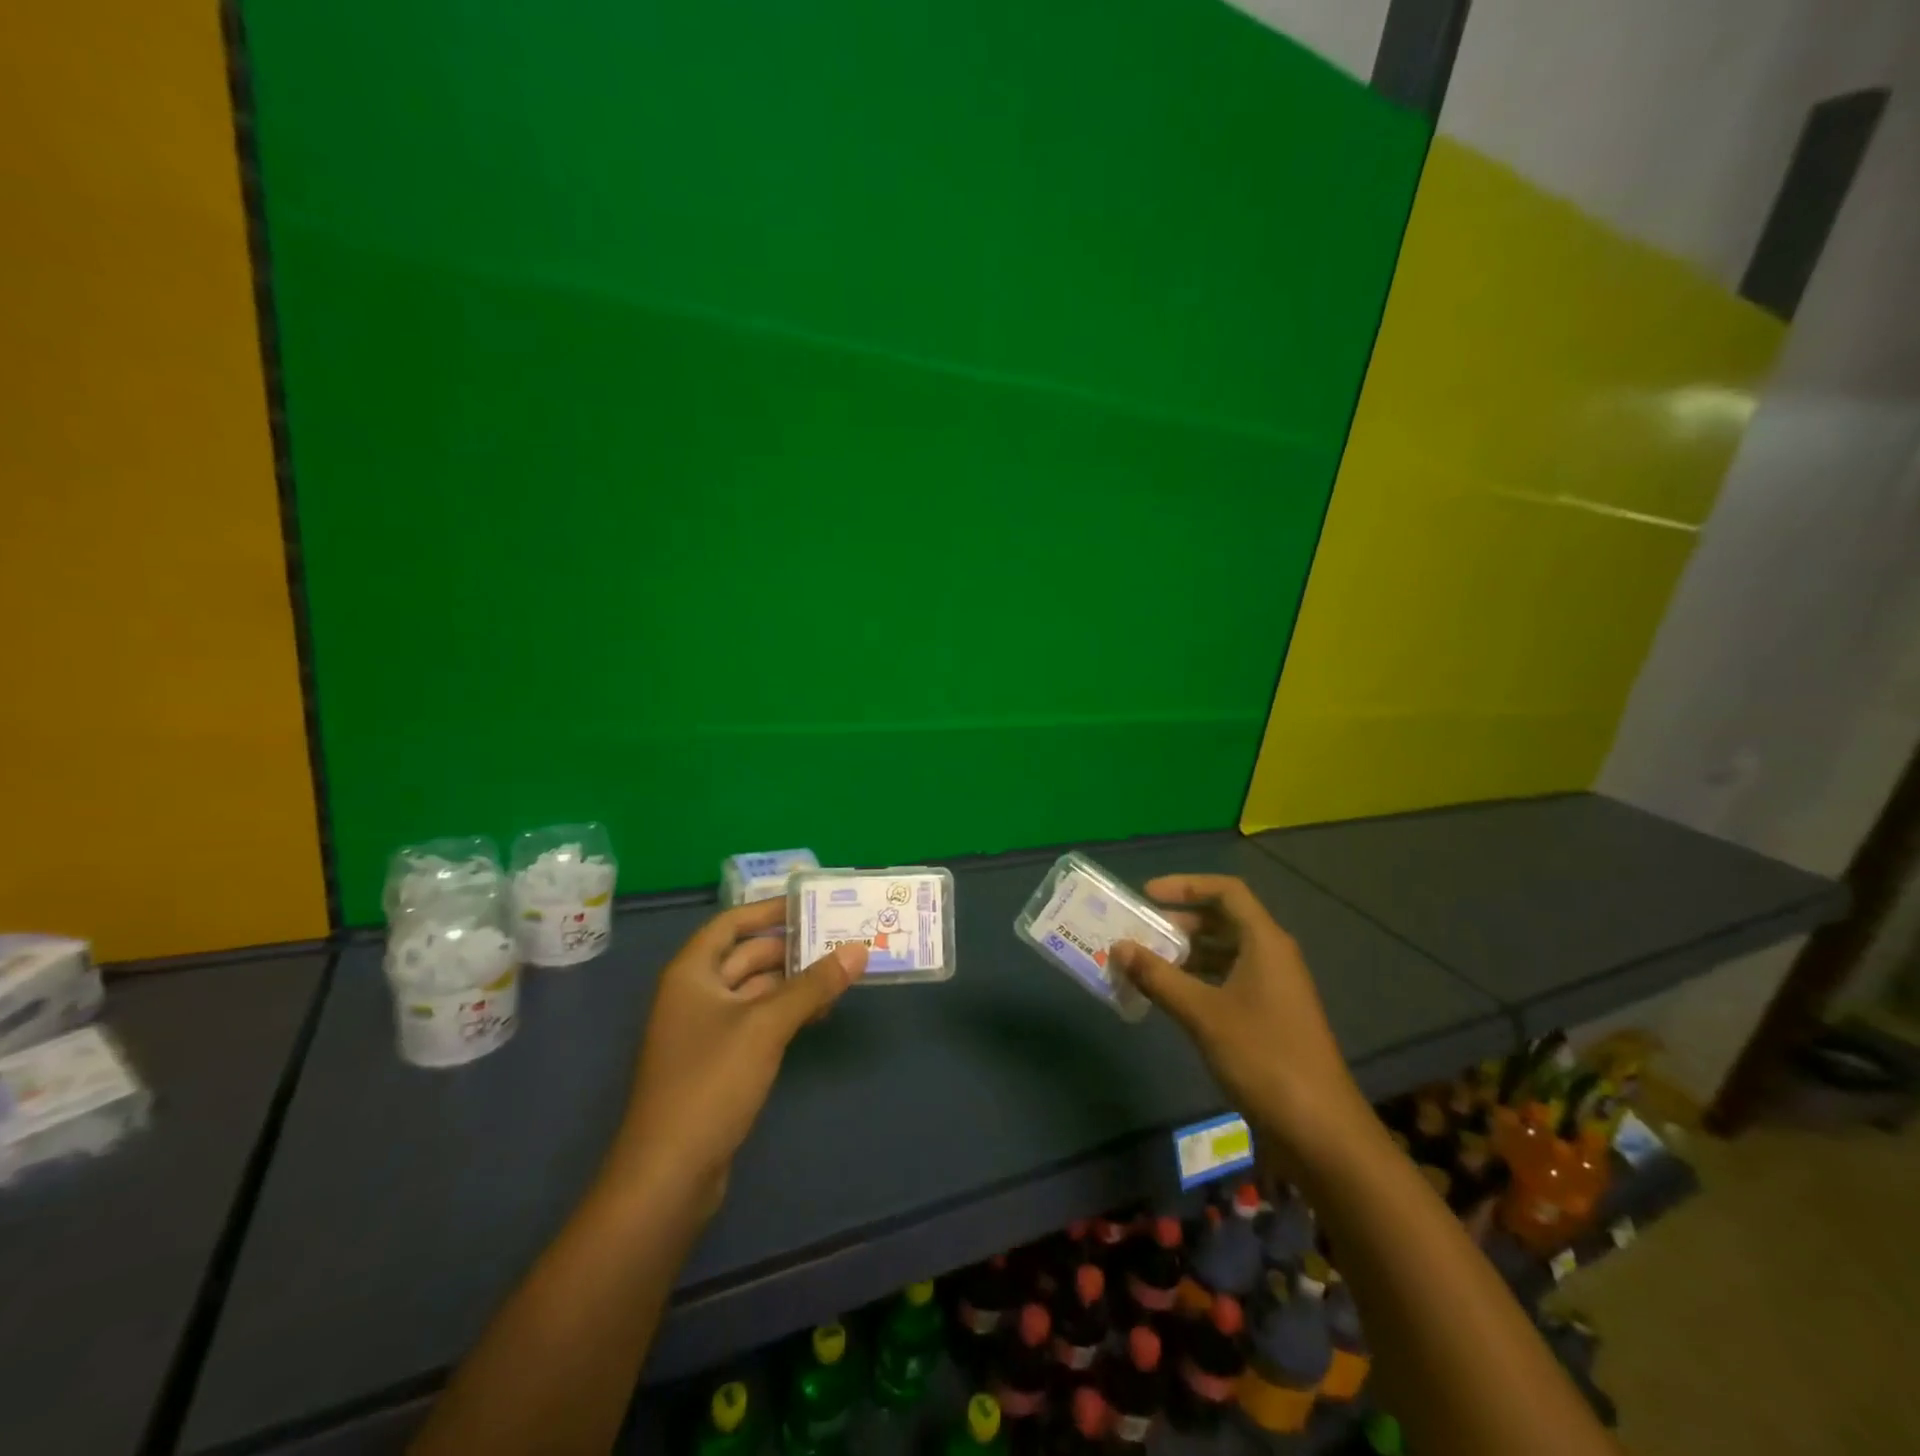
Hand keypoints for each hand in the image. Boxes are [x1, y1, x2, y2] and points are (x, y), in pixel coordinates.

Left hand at [607, 898, 866, 1209]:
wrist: (669, 1174)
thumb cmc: (711, 1082)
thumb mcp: (766, 1026)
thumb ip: (813, 985)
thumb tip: (858, 949)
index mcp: (692, 973)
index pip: (732, 923)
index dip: (768, 909)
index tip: (811, 902)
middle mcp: (695, 994)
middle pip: (747, 956)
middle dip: (791, 947)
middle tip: (840, 938)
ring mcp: (705, 1031)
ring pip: (755, 991)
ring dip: (794, 982)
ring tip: (841, 974)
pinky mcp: (719, 1063)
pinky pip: (757, 1021)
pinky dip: (786, 1012)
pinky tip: (819, 1013)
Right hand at [1111, 875, 1370, 1163]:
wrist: (1320, 1130)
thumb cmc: (1263, 1057)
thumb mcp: (1203, 1013)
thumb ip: (1158, 976)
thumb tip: (1118, 946)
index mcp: (1265, 942)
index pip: (1226, 891)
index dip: (1185, 885)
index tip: (1147, 895)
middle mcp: (1272, 956)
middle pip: (1223, 921)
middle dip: (1180, 922)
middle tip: (1139, 931)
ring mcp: (1273, 988)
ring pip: (1224, 953)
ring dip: (1186, 953)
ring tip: (1145, 963)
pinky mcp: (1269, 1017)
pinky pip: (1228, 981)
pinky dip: (1197, 981)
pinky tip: (1169, 997)